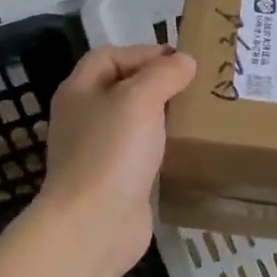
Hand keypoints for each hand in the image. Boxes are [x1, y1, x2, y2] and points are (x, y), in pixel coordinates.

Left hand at [39, 44, 196, 276]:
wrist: (94, 224)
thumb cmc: (111, 152)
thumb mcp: (139, 99)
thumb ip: (163, 74)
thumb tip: (185, 62)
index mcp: (80, 91)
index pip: (109, 56)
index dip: (144, 52)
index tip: (182, 60)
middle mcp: (84, 117)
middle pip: (122, 87)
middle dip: (157, 83)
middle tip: (196, 85)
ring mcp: (97, 151)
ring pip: (133, 121)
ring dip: (161, 115)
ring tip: (197, 113)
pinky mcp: (115, 180)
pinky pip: (140, 153)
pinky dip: (161, 146)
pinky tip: (185, 148)